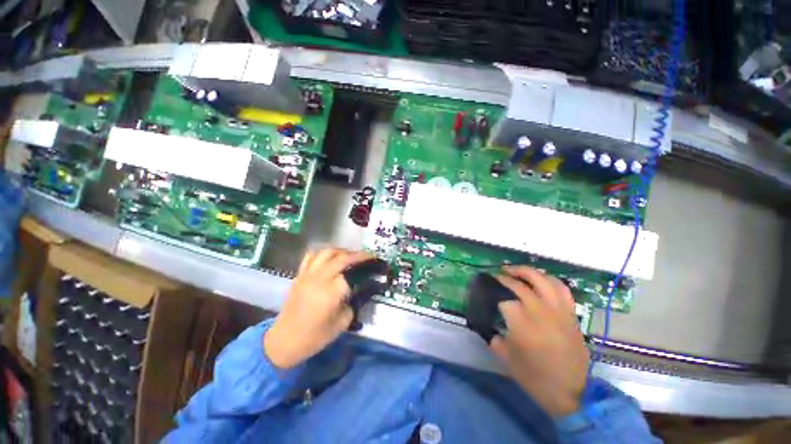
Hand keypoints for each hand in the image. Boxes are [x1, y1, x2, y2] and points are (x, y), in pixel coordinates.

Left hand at [263, 249, 372, 368]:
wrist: (284, 341)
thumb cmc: (315, 337)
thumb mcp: (342, 323)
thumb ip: (353, 302)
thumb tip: (360, 288)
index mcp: (331, 292)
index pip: (353, 272)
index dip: (367, 266)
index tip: (376, 264)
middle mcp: (319, 279)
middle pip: (342, 257)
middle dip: (358, 254)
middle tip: (368, 257)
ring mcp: (307, 275)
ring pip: (327, 252)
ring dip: (342, 251)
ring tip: (350, 256)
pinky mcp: (299, 275)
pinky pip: (311, 256)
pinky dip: (323, 253)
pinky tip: (330, 258)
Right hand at [490, 266, 589, 416]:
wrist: (570, 392)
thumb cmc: (534, 376)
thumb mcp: (505, 358)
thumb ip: (494, 338)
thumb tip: (489, 327)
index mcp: (521, 323)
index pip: (503, 300)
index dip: (494, 296)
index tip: (488, 295)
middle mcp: (539, 311)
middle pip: (520, 284)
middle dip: (505, 277)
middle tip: (497, 275)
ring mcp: (557, 310)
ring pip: (542, 279)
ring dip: (526, 271)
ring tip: (515, 270)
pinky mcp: (570, 314)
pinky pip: (561, 288)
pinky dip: (549, 279)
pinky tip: (540, 279)